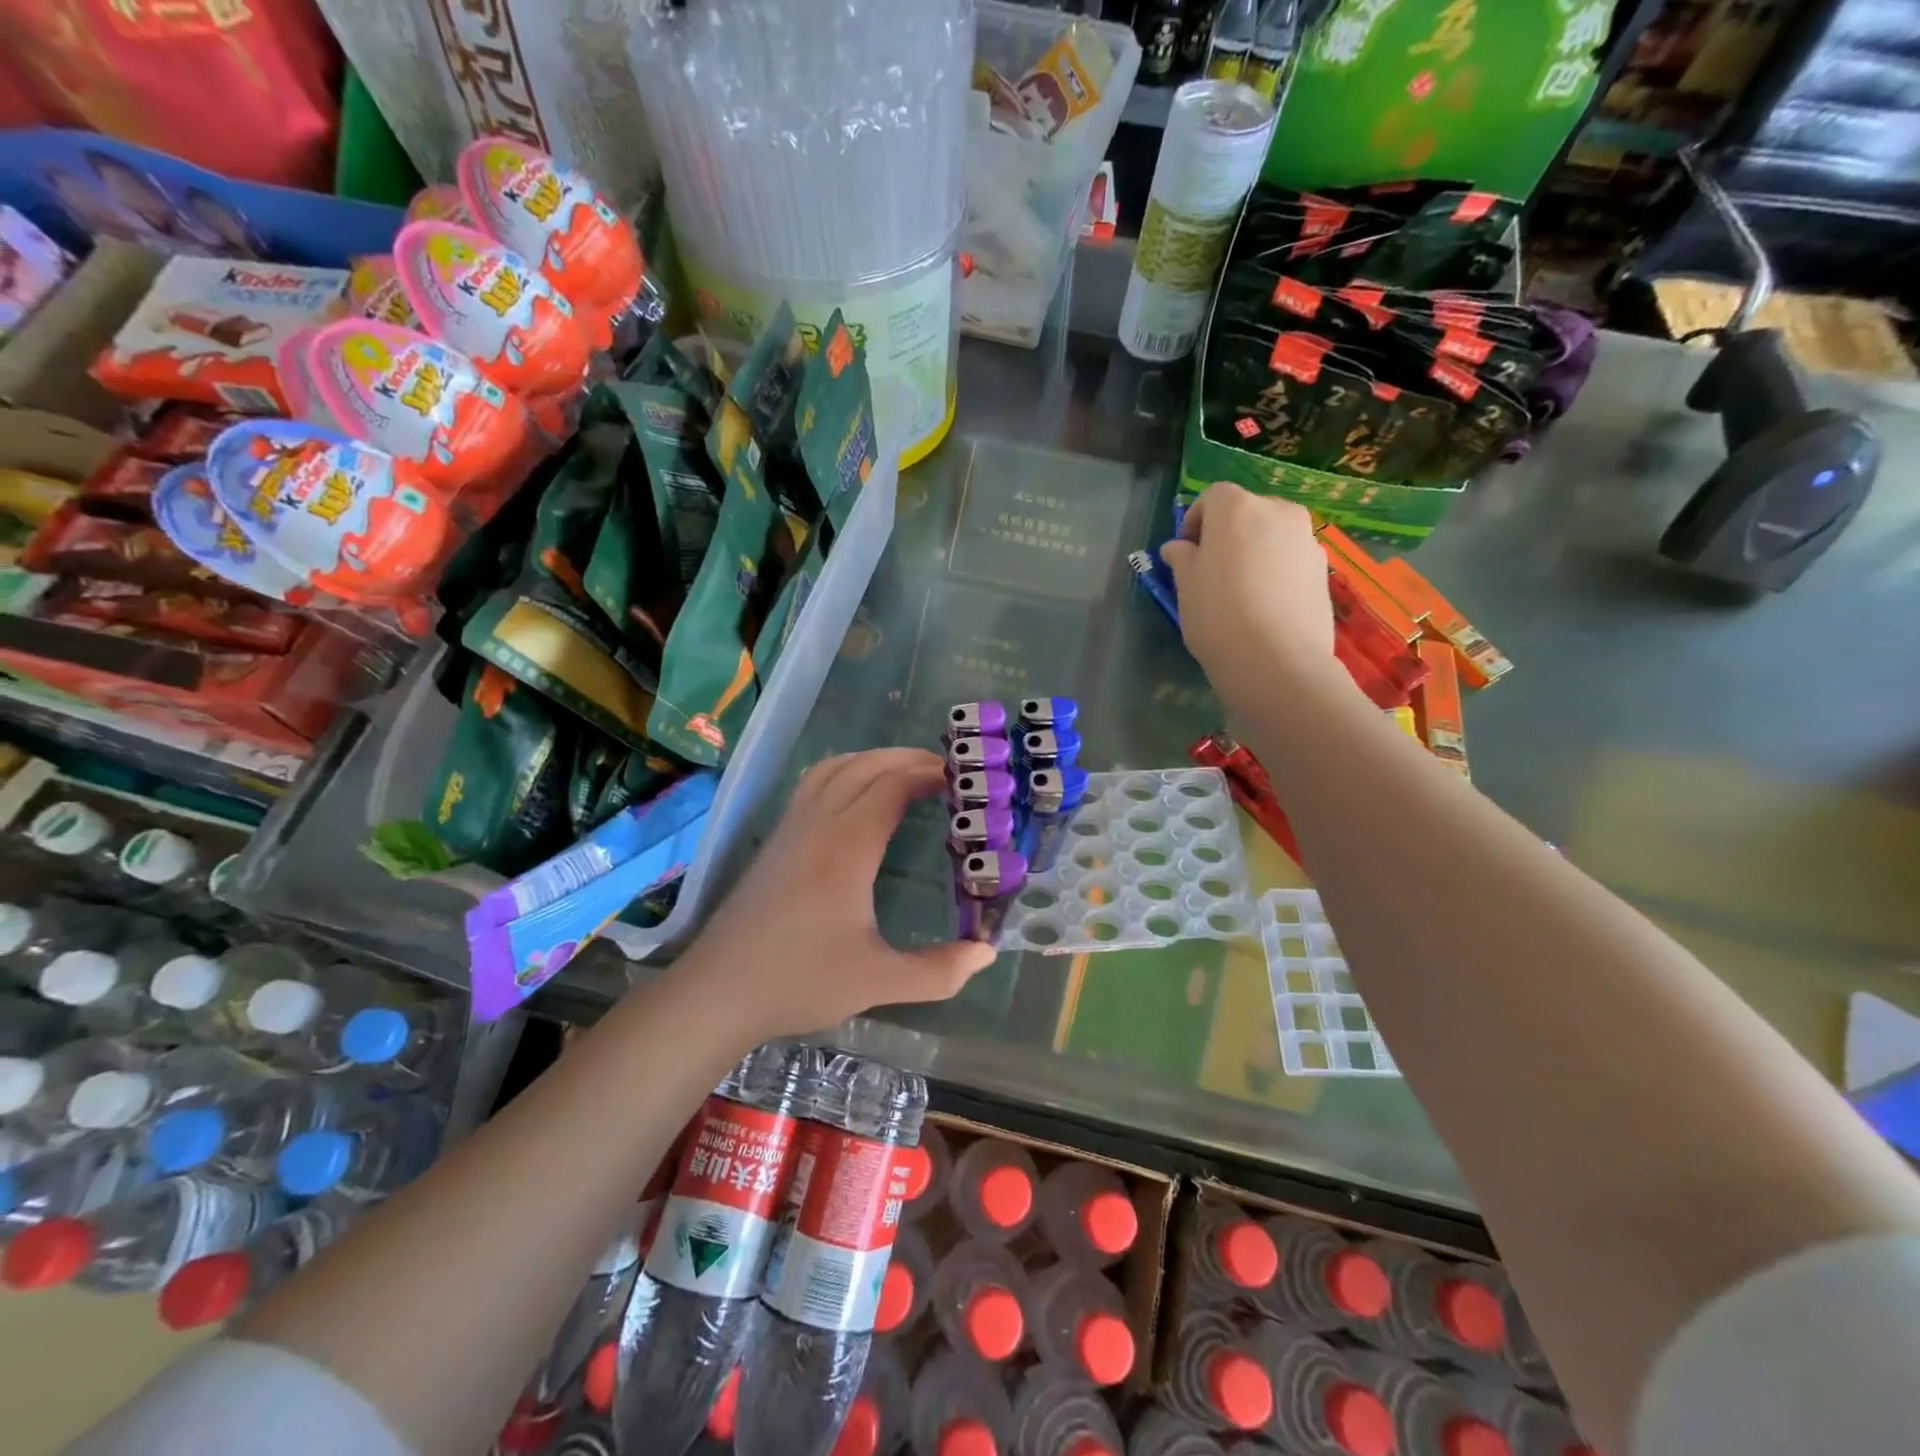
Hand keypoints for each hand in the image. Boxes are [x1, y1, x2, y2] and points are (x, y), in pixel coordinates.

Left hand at [673, 748, 996, 1044]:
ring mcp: (791, 827)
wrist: (718, 991)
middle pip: (866, 766)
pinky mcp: (776, 840)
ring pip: (835, 768)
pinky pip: (814, 784)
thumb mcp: (877, 983)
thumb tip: (987, 952)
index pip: (892, 786)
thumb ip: (938, 971)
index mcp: (847, 846)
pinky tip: (856, 796)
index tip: (962, 779)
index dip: (928, 774)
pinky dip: (845, 772)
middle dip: (908, 759)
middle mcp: (818, 823)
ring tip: (907, 774)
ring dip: (874, 760)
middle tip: (946, 771)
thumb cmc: (800, 982)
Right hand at [1159, 484, 1337, 683]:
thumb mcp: (1186, 586)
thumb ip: (1182, 558)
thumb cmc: (1218, 615)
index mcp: (1238, 508)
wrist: (1277, 660)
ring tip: (1241, 592)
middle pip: (1247, 512)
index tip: (1186, 551)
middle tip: (1212, 571)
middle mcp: (1278, 512)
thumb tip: (1179, 547)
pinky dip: (1276, 571)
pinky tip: (1265, 606)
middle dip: (1228, 534)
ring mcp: (1307, 540)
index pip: (1213, 497)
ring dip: (1254, 552)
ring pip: (1272, 536)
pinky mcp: (1323, 569)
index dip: (1196, 520)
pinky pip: (1291, 559)